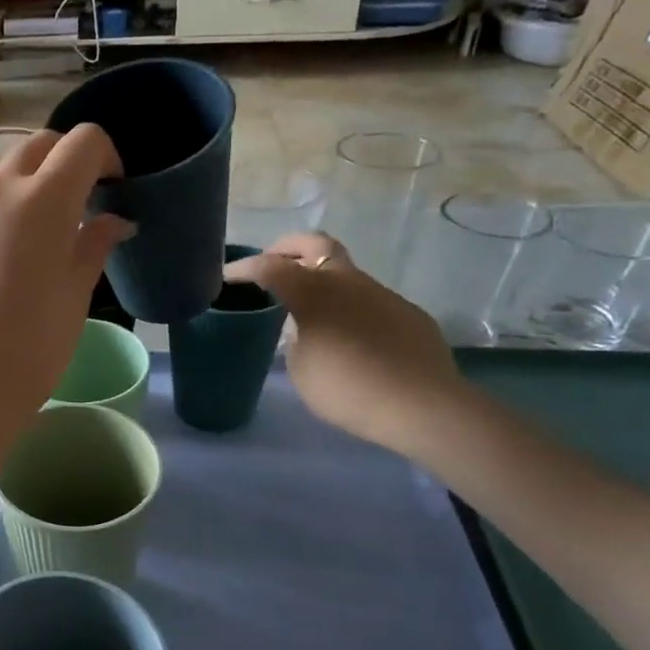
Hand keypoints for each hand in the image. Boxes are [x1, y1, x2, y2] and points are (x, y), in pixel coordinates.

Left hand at [0, 125, 130, 450]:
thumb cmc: (29, 349)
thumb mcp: (74, 296)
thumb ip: (94, 245)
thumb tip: (114, 221)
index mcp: (41, 200)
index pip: (82, 142)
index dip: (106, 155)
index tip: (113, 185)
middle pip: (37, 146)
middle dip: (66, 161)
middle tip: (81, 202)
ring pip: (0, 173)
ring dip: (27, 183)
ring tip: (38, 232)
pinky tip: (0, 256)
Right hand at [225, 232, 466, 460]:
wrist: (421, 405)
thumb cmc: (347, 389)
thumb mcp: (302, 369)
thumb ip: (296, 340)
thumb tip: (302, 328)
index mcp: (314, 293)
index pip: (270, 267)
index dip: (244, 268)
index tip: (227, 276)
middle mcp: (348, 282)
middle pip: (316, 244)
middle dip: (289, 247)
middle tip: (272, 260)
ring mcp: (382, 294)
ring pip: (346, 273)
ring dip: (323, 280)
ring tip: (310, 308)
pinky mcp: (407, 313)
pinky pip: (370, 301)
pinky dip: (351, 308)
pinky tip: (351, 337)